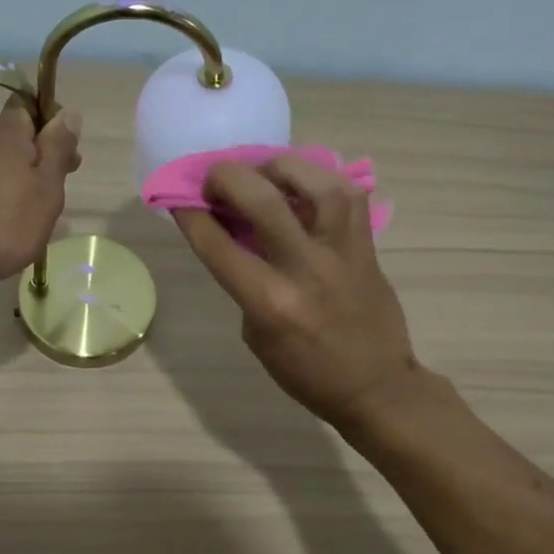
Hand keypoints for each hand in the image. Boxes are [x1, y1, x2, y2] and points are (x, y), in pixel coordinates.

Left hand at [0, 96, 81, 293]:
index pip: (26, 105)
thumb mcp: (45, 187)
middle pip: (15, 138)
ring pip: (2, 166)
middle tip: (62, 184)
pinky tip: (13, 224)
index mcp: (8, 137)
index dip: (49, 118)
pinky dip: (5, 198)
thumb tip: (69, 113)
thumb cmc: (3, 222)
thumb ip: (57, 150)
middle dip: (41, 155)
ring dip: (24, 180)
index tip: (68, 146)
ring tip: (42, 211)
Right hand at [175, 155, 423, 431]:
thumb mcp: (256, 334)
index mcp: (269, 301)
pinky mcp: (367, 245)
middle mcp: (304, 268)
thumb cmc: (305, 372)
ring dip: (279, 167)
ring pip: (314, 182)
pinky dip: (321, 180)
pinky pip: (348, 194)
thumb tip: (235, 235)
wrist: (375, 386)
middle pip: (261, 199)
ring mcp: (341, 251)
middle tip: (214, 178)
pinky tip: (304, 184)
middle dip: (226, 177)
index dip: (191, 213)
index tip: (178, 197)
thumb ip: (243, 282)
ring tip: (264, 172)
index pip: (218, 243)